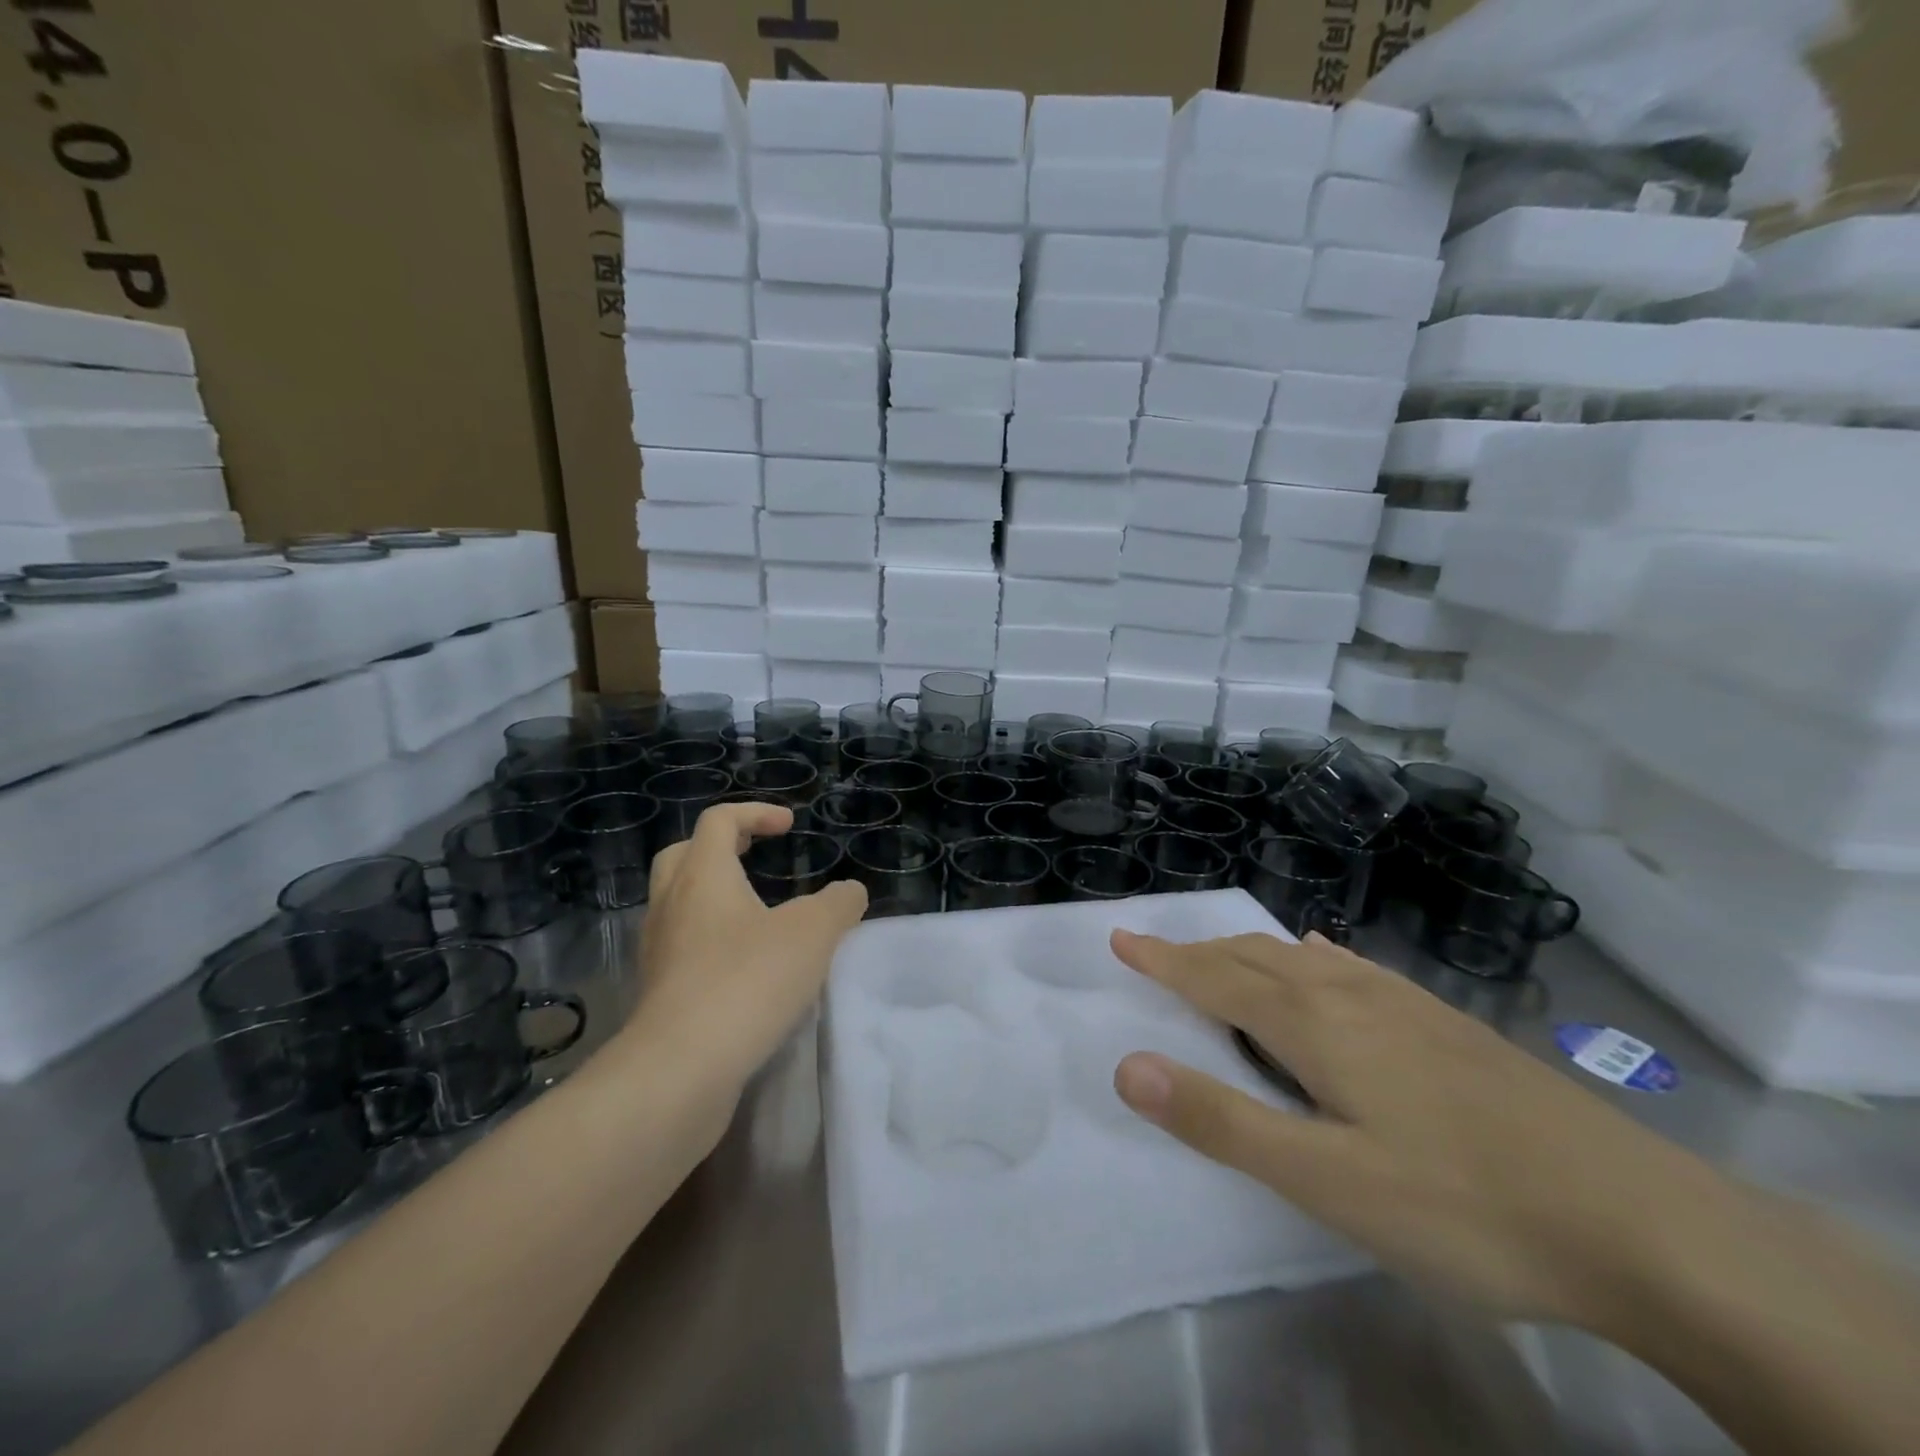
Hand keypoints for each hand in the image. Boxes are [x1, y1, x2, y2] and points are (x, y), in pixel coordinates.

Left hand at [629, 803, 865, 1098]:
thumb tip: (850, 893)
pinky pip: (680, 947)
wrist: (680, 1069)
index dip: (756, 813)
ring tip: (755, 916)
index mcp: (703, 875)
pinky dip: (708, 941)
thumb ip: (838, 904)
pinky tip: (742, 966)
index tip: (789, 826)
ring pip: (677, 903)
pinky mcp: (656, 992)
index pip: (720, 820)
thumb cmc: (747, 981)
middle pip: (683, 854)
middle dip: (720, 847)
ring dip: (712, 897)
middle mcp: (670, 904)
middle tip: (754, 856)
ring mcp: (656, 950)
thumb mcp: (813, 934)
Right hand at [1108, 929, 1733, 1329]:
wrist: (1643, 1222)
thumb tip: (1127, 1065)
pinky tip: (1324, 960)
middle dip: (1197, 953)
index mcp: (1315, 1025)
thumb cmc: (1465, 1206)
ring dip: (1248, 954)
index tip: (1121, 937)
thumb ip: (1222, 1121)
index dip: (1164, 960)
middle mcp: (1351, 996)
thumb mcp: (1327, 1181)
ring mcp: (1405, 1005)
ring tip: (1219, 956)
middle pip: (1254, 959)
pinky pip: (1354, 969)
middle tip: (1155, 949)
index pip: (1216, 979)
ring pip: (1302, 960)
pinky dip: (1312, 958)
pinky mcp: (1445, 1023)